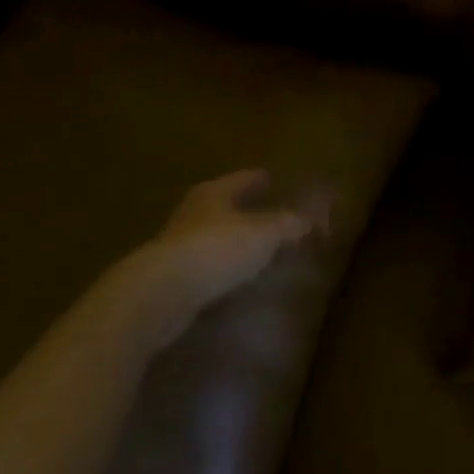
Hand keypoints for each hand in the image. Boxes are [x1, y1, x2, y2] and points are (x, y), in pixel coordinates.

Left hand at [104, 169, 329, 345]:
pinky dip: (222, 268)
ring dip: (233, 241)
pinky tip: (236, 278)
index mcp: (214, 193)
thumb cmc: (216, 250)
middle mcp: (193, 213)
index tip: (273, 178)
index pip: (243, 178)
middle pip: (225, 205)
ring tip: (258, 250)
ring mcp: (177, 246)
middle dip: (245, 209)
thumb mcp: (265, 233)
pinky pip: (206, 266)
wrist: (159, 295)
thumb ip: (291, 224)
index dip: (260, 179)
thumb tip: (314, 217)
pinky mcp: (170, 278)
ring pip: (213, 236)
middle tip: (270, 214)